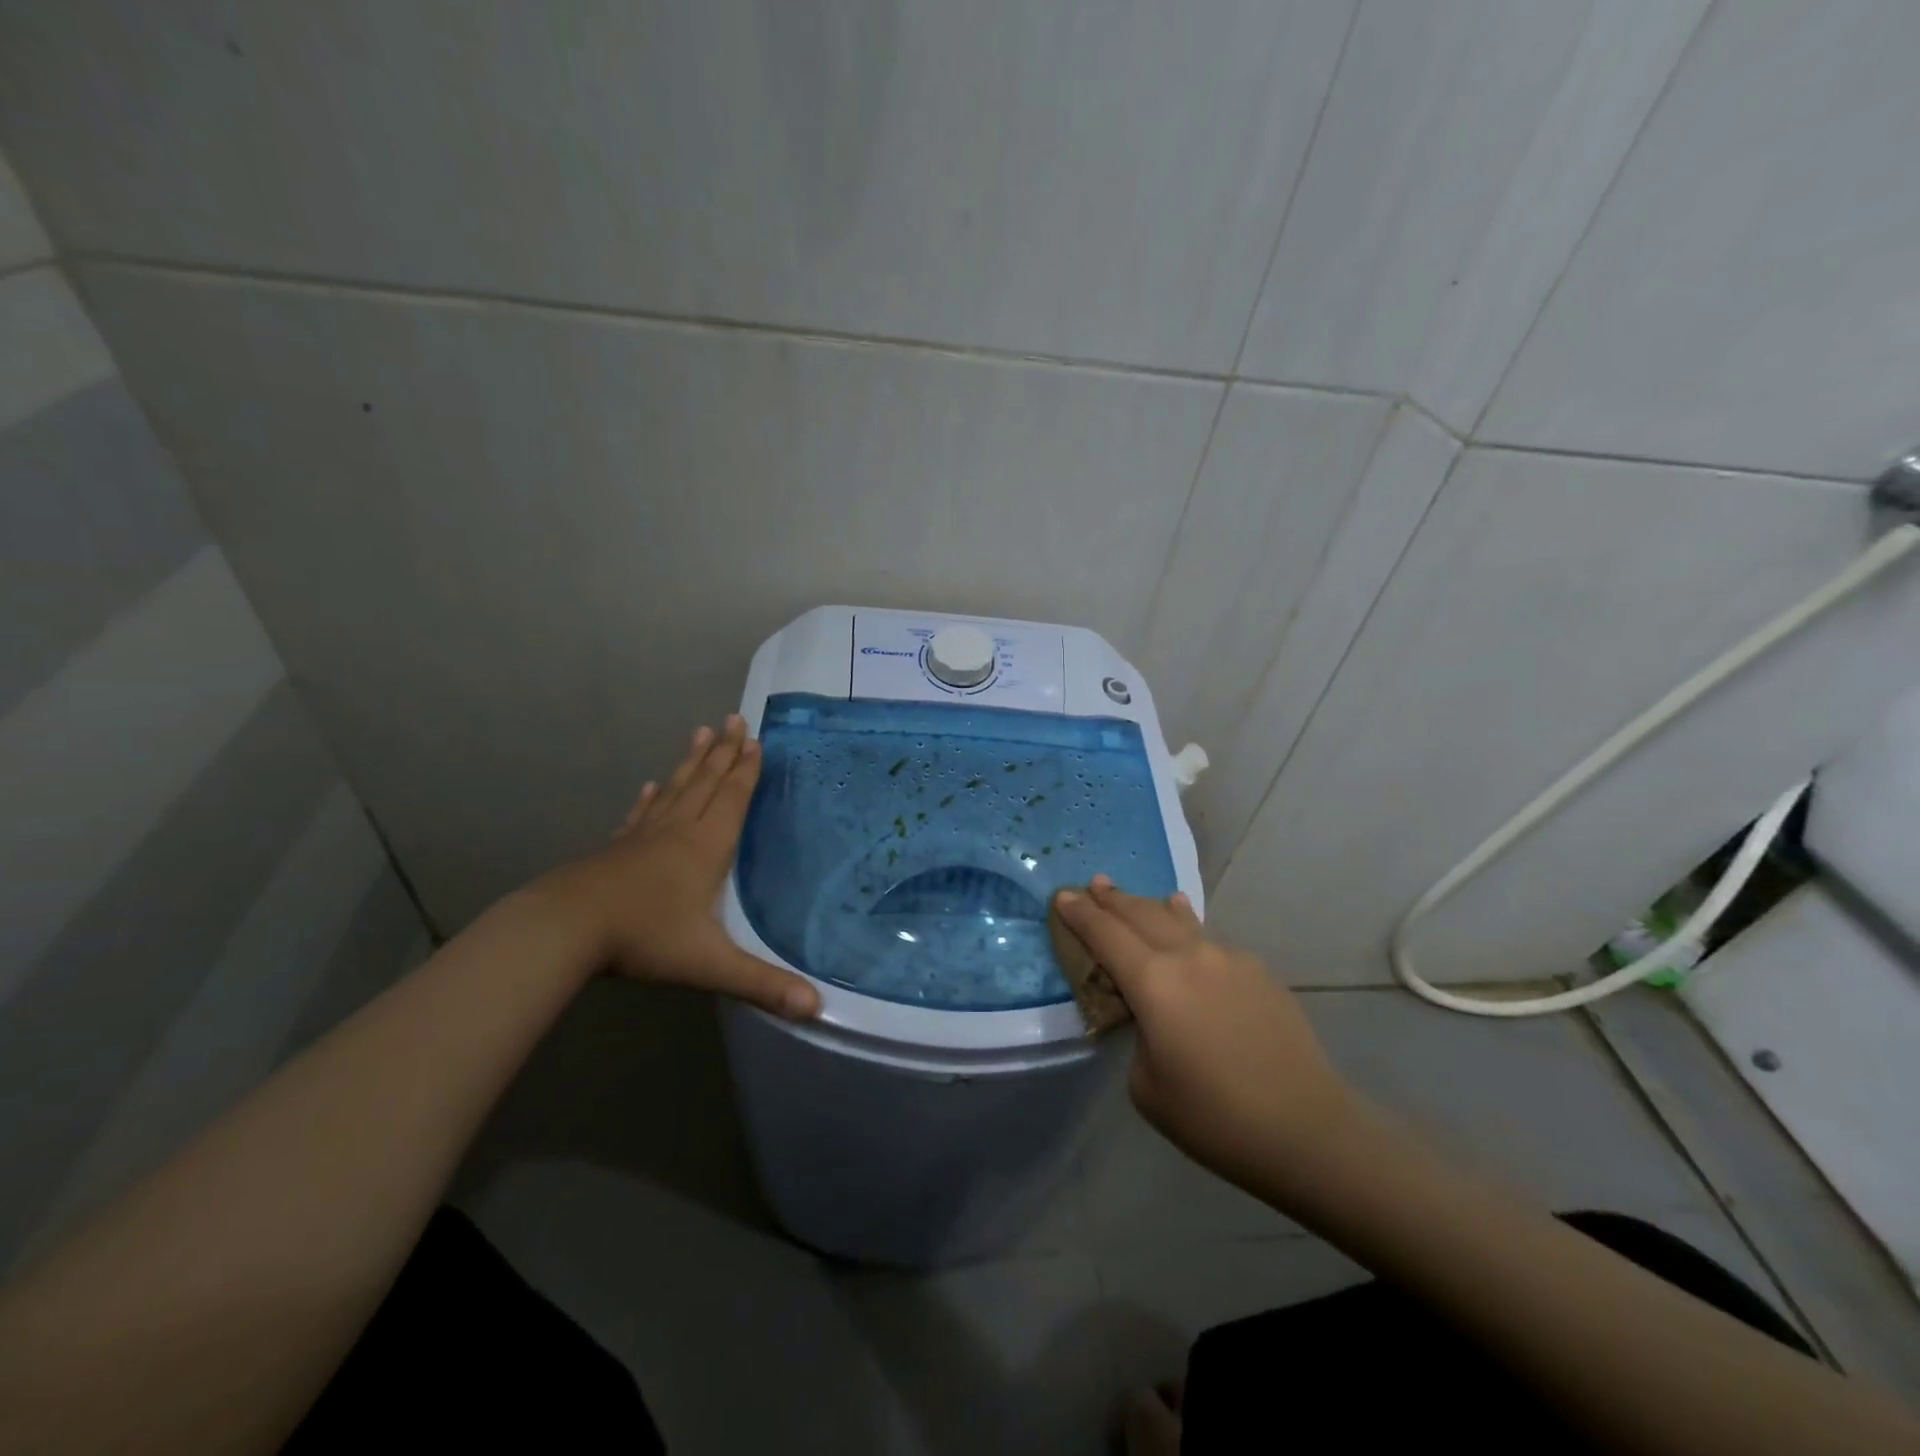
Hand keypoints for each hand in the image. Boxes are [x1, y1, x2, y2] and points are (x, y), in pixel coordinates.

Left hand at [535, 715, 820, 1019]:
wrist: (563, 930)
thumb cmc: (643, 938)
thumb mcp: (709, 964)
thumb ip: (762, 984)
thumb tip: (817, 1007)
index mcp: (704, 848)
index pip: (731, 799)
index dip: (745, 770)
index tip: (754, 739)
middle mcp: (677, 831)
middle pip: (705, 783)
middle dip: (723, 752)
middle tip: (733, 718)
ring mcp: (642, 838)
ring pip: (673, 790)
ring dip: (690, 763)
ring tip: (700, 733)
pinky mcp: (615, 850)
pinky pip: (639, 816)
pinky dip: (648, 798)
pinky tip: (648, 786)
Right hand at [1052, 876, 1355, 1194]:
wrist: (1307, 1129)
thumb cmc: (1215, 1118)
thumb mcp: (1147, 1086)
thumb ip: (1139, 1036)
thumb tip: (1154, 1017)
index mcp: (1153, 982)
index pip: (1105, 934)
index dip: (1080, 913)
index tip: (1062, 895)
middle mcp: (1189, 955)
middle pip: (1140, 914)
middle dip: (1112, 899)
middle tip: (1094, 884)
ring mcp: (1229, 958)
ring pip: (1179, 921)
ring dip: (1151, 908)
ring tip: (1138, 899)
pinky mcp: (1259, 971)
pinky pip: (1211, 942)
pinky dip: (1188, 931)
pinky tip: (1189, 932)